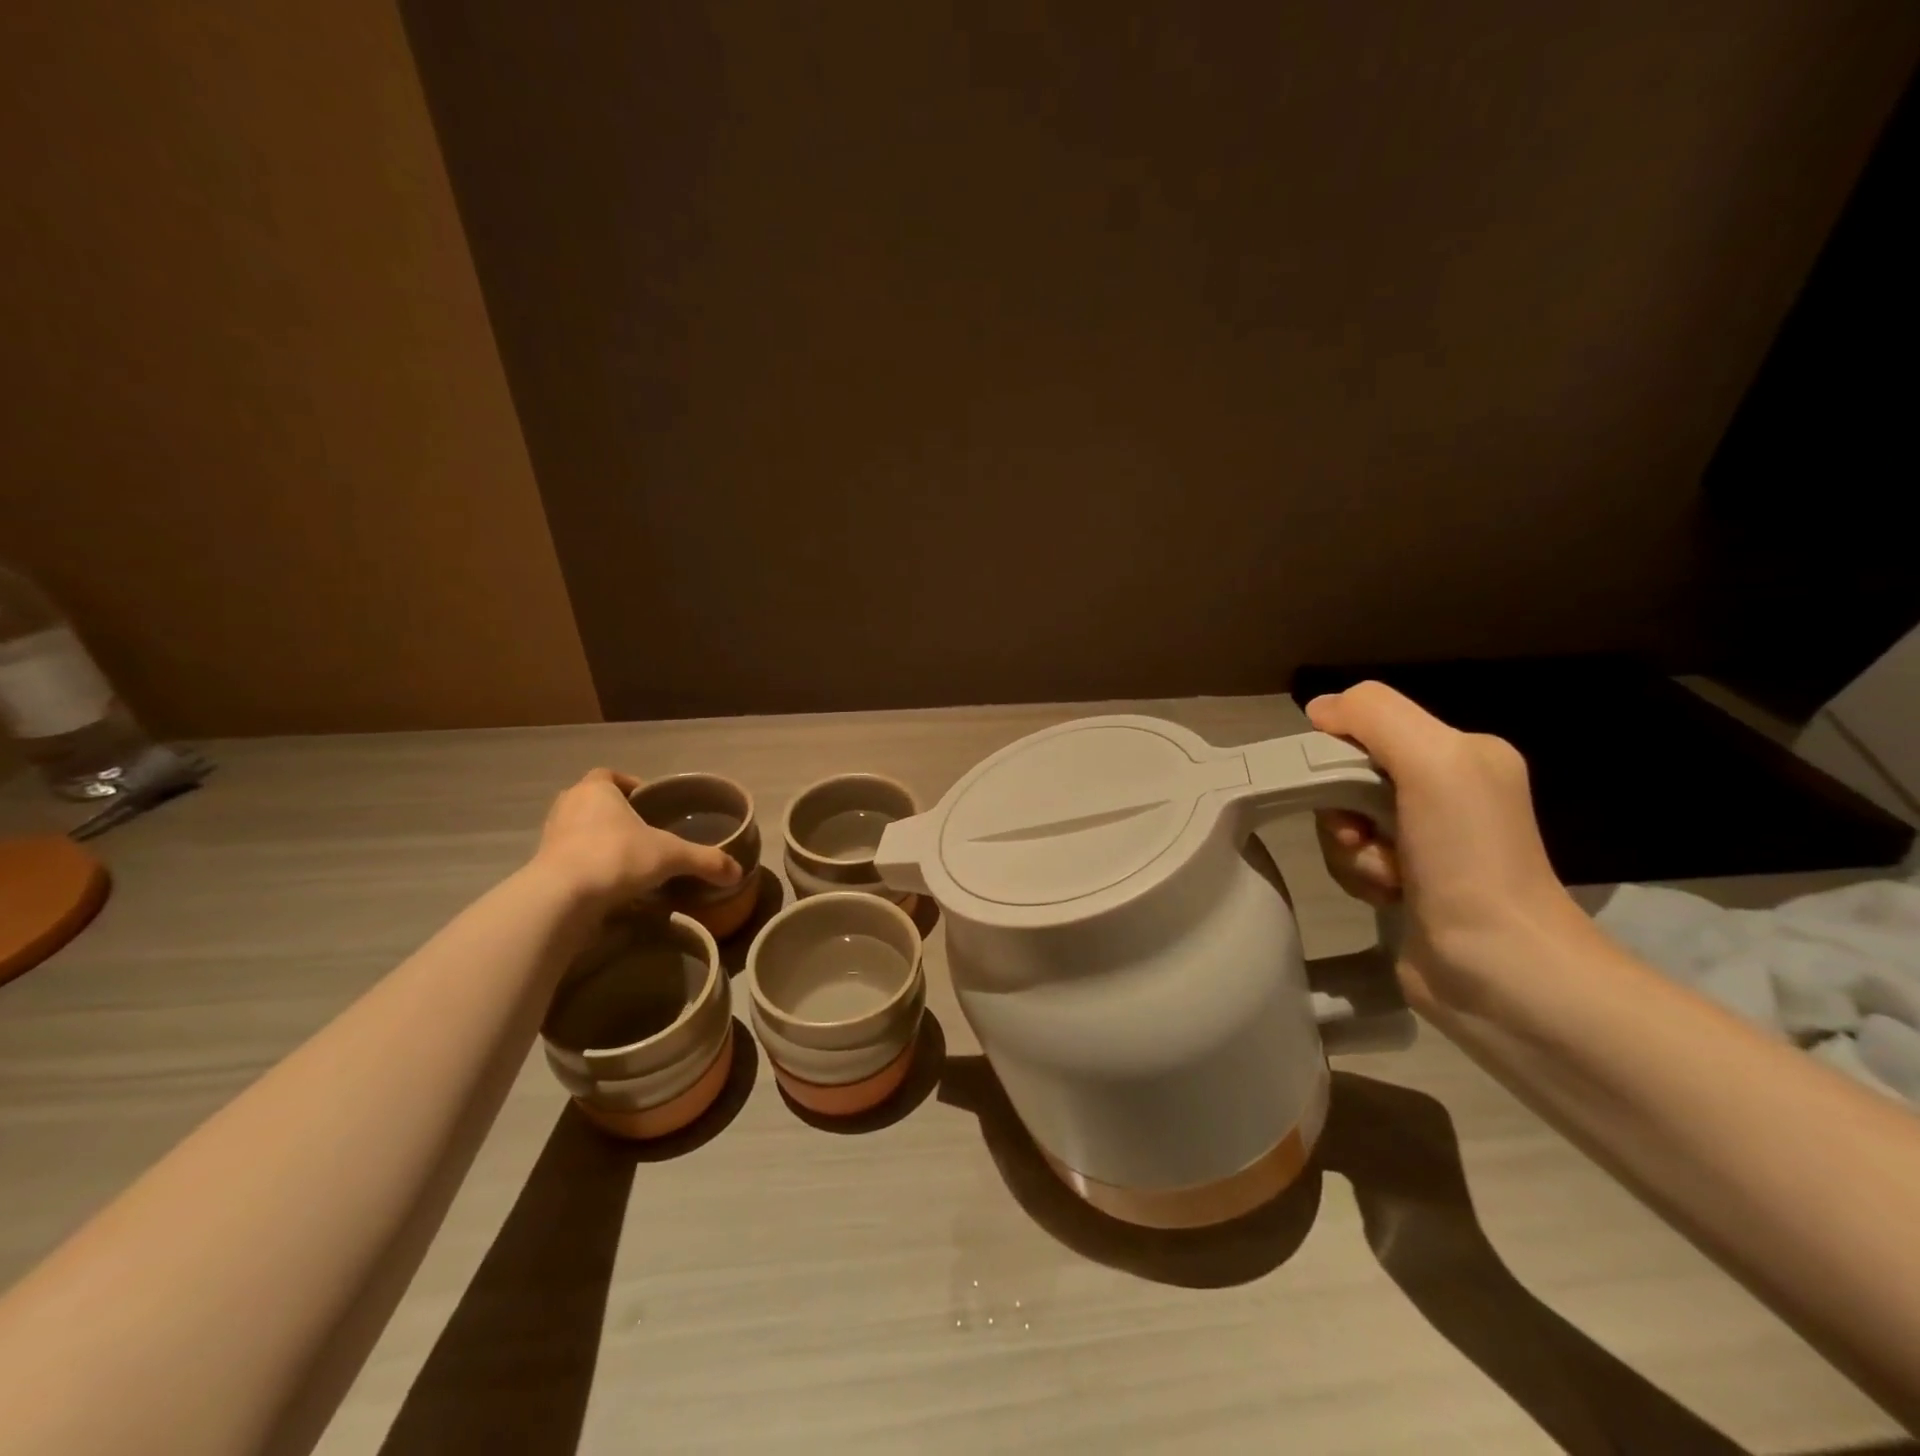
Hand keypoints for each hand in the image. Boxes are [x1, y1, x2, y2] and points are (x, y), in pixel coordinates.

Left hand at [531, 768, 741, 908]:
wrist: (562, 898)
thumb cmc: (617, 857)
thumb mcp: (671, 856)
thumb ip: (705, 861)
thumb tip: (738, 872)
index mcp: (596, 790)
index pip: (609, 775)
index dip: (629, 785)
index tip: (648, 802)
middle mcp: (569, 806)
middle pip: (592, 801)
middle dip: (615, 813)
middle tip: (641, 831)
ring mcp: (550, 836)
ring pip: (578, 829)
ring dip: (598, 840)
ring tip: (627, 859)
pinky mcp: (541, 867)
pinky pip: (569, 858)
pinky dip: (587, 866)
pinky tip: (608, 884)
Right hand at [1306, 682, 1599, 1010]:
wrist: (1499, 969)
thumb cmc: (1468, 857)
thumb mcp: (1433, 761)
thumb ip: (1374, 715)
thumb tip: (1319, 709)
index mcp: (1463, 753)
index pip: (1369, 727)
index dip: (1340, 751)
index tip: (1340, 785)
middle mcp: (1447, 791)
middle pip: (1350, 776)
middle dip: (1342, 808)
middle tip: (1361, 836)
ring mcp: (1427, 841)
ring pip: (1344, 821)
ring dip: (1350, 849)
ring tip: (1385, 876)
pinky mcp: (1408, 883)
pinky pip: (1353, 860)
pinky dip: (1358, 876)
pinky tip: (1387, 896)